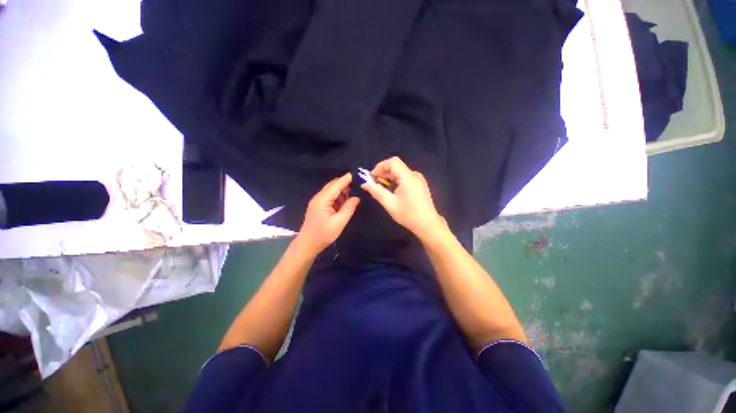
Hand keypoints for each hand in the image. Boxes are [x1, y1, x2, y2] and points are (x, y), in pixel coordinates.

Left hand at [296, 173, 359, 255]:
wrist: (307, 244)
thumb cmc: (323, 234)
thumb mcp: (339, 222)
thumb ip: (349, 208)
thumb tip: (357, 197)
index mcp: (322, 200)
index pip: (336, 184)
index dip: (347, 179)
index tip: (359, 175)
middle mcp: (319, 197)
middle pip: (333, 185)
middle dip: (346, 184)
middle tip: (359, 186)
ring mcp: (318, 201)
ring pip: (332, 191)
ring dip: (343, 191)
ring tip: (355, 194)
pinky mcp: (319, 206)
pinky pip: (330, 197)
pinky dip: (339, 197)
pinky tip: (346, 202)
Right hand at [361, 157, 446, 240]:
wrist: (428, 224)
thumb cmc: (408, 215)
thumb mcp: (390, 204)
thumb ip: (377, 192)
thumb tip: (365, 184)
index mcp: (408, 178)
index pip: (393, 162)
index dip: (380, 166)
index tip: (372, 177)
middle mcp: (414, 175)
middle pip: (396, 166)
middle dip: (383, 173)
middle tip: (374, 184)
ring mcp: (419, 179)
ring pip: (400, 172)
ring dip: (389, 177)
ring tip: (381, 188)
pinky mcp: (420, 184)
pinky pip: (405, 177)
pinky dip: (396, 181)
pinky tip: (391, 191)